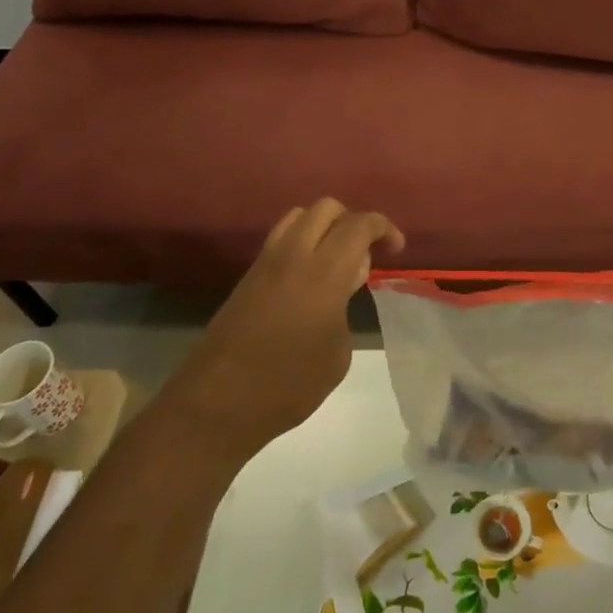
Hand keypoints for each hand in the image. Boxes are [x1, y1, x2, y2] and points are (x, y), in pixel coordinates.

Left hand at [178, 198, 404, 454]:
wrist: (216, 404)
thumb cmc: (288, 385)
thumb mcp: (338, 353)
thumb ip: (344, 308)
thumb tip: (340, 288)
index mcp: (323, 273)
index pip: (358, 225)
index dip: (384, 227)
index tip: (396, 248)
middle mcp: (293, 255)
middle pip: (326, 208)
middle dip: (352, 221)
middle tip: (364, 255)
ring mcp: (265, 263)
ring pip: (298, 217)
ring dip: (323, 228)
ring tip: (335, 264)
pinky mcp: (247, 277)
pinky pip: (281, 240)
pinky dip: (302, 244)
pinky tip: (308, 281)